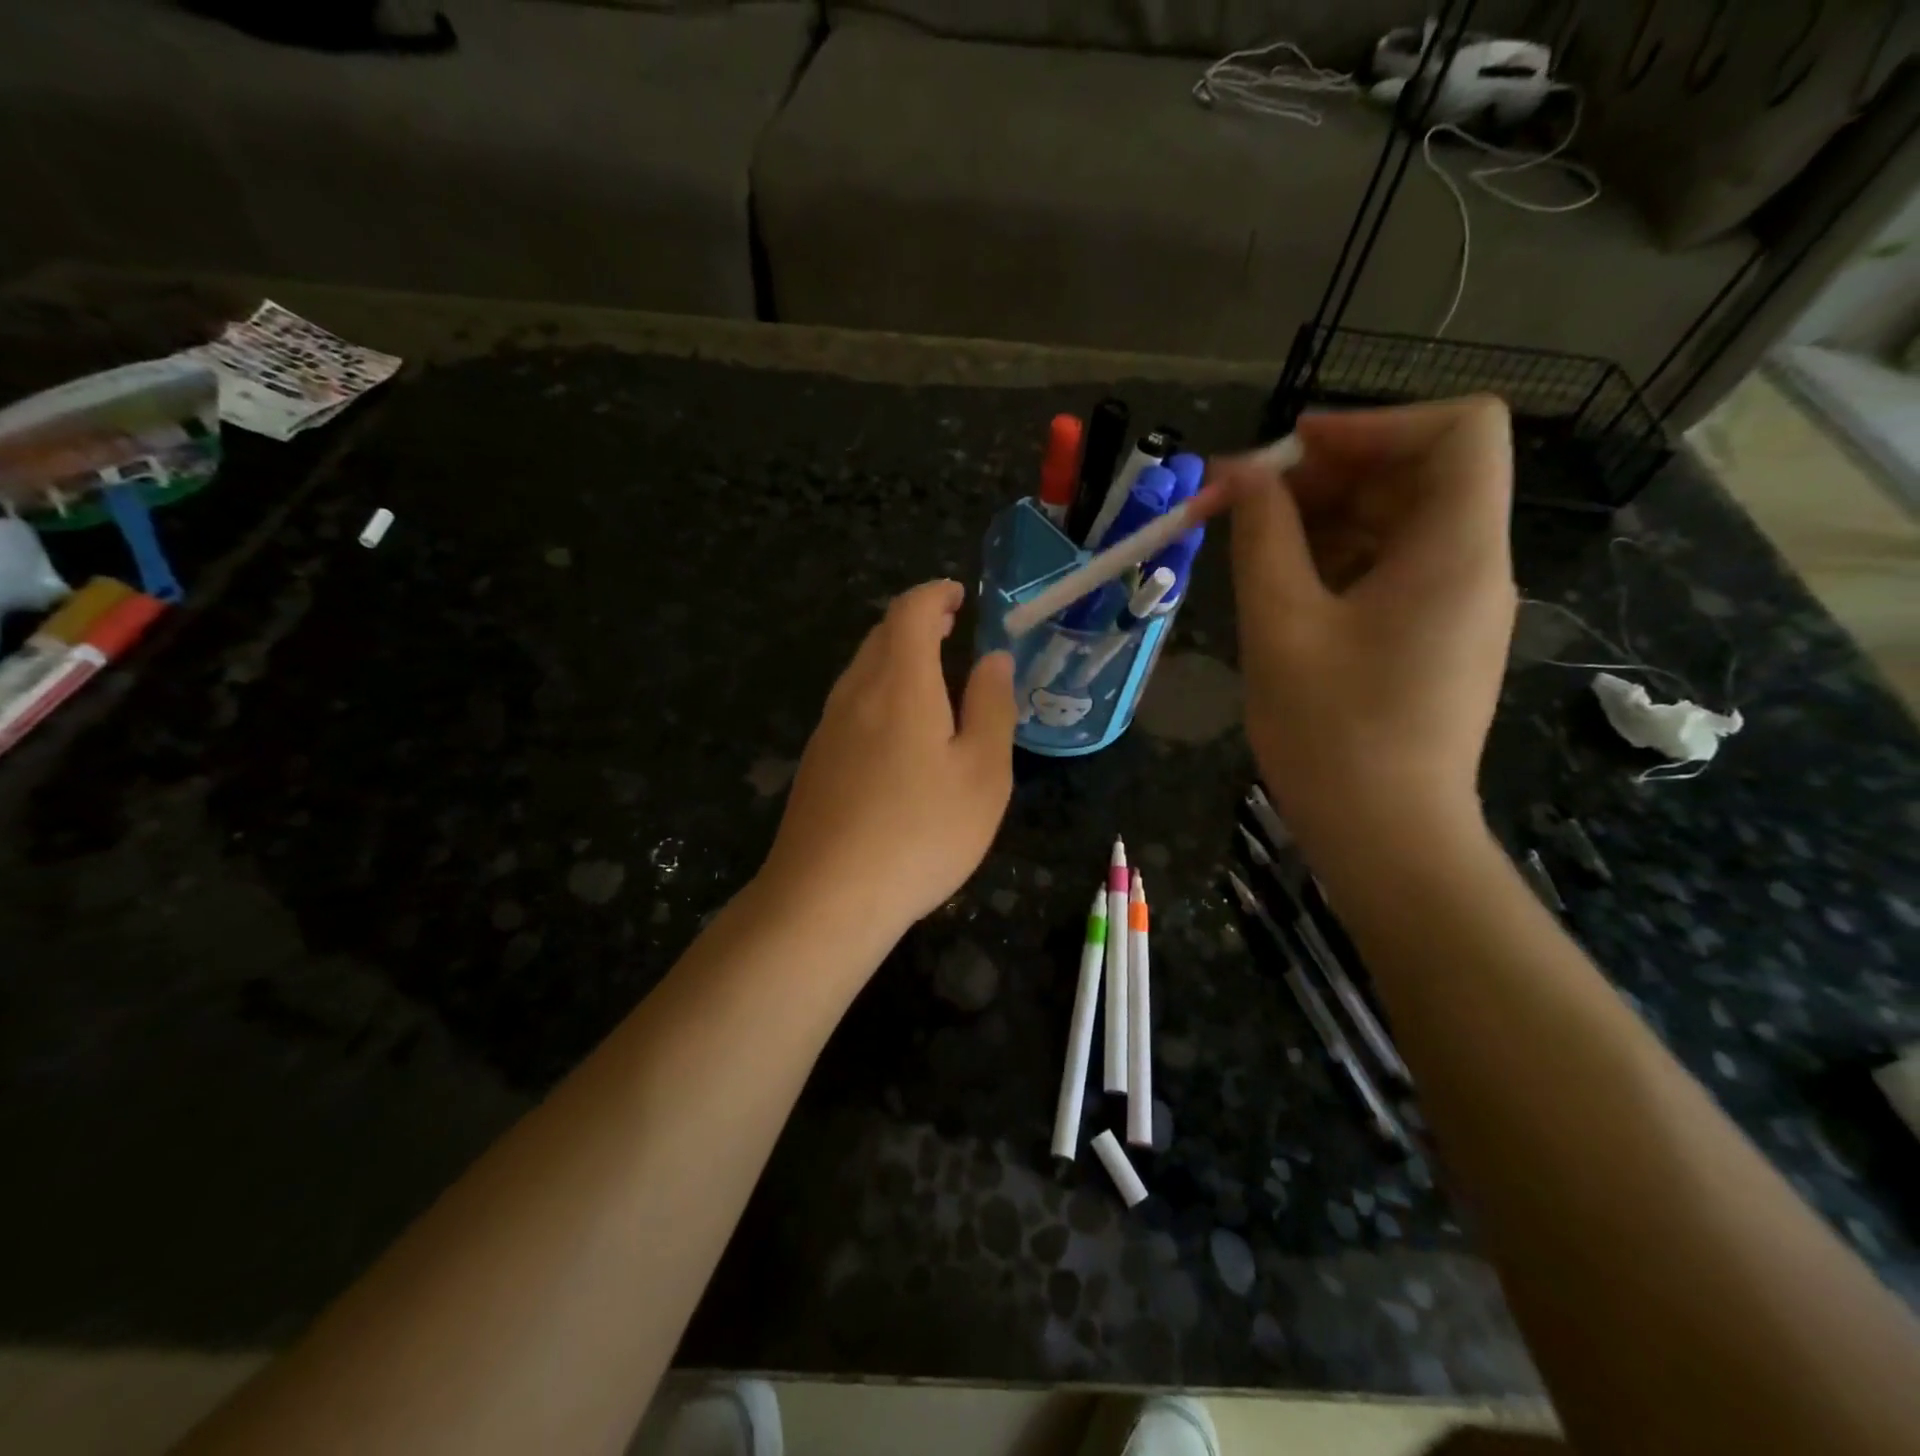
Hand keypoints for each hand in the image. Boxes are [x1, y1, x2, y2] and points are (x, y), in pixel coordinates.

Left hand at [759, 580, 1016, 946]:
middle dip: (917, 622)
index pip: (910, 611)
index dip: (936, 594)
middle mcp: (855, 693)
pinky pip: (851, 705)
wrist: (827, 897)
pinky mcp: (816, 762)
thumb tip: (993, 659)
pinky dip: (880, 693)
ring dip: (896, 658)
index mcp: (899, 683)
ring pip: (862, 671)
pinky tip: (899, 732)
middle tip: (951, 629)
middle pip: (881, 636)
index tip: (960, 597)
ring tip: (932, 676)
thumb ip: (991, 707)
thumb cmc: (921, 832)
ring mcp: (828, 728)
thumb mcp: (983, 773)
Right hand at [1217, 397, 1516, 851]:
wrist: (1385, 837)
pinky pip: (1394, 569)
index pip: (1458, 430)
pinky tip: (1284, 586)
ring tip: (1253, 543)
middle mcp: (1474, 566)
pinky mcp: (1434, 639)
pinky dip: (1340, 558)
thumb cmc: (1331, 734)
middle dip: (1330, 472)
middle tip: (1247, 500)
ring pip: (1401, 522)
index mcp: (1455, 552)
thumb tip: (1241, 477)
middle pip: (1420, 474)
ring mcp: (1457, 606)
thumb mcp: (1281, 626)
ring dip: (1327, 517)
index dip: (1374, 423)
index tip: (1293, 453)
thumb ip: (1262, 539)